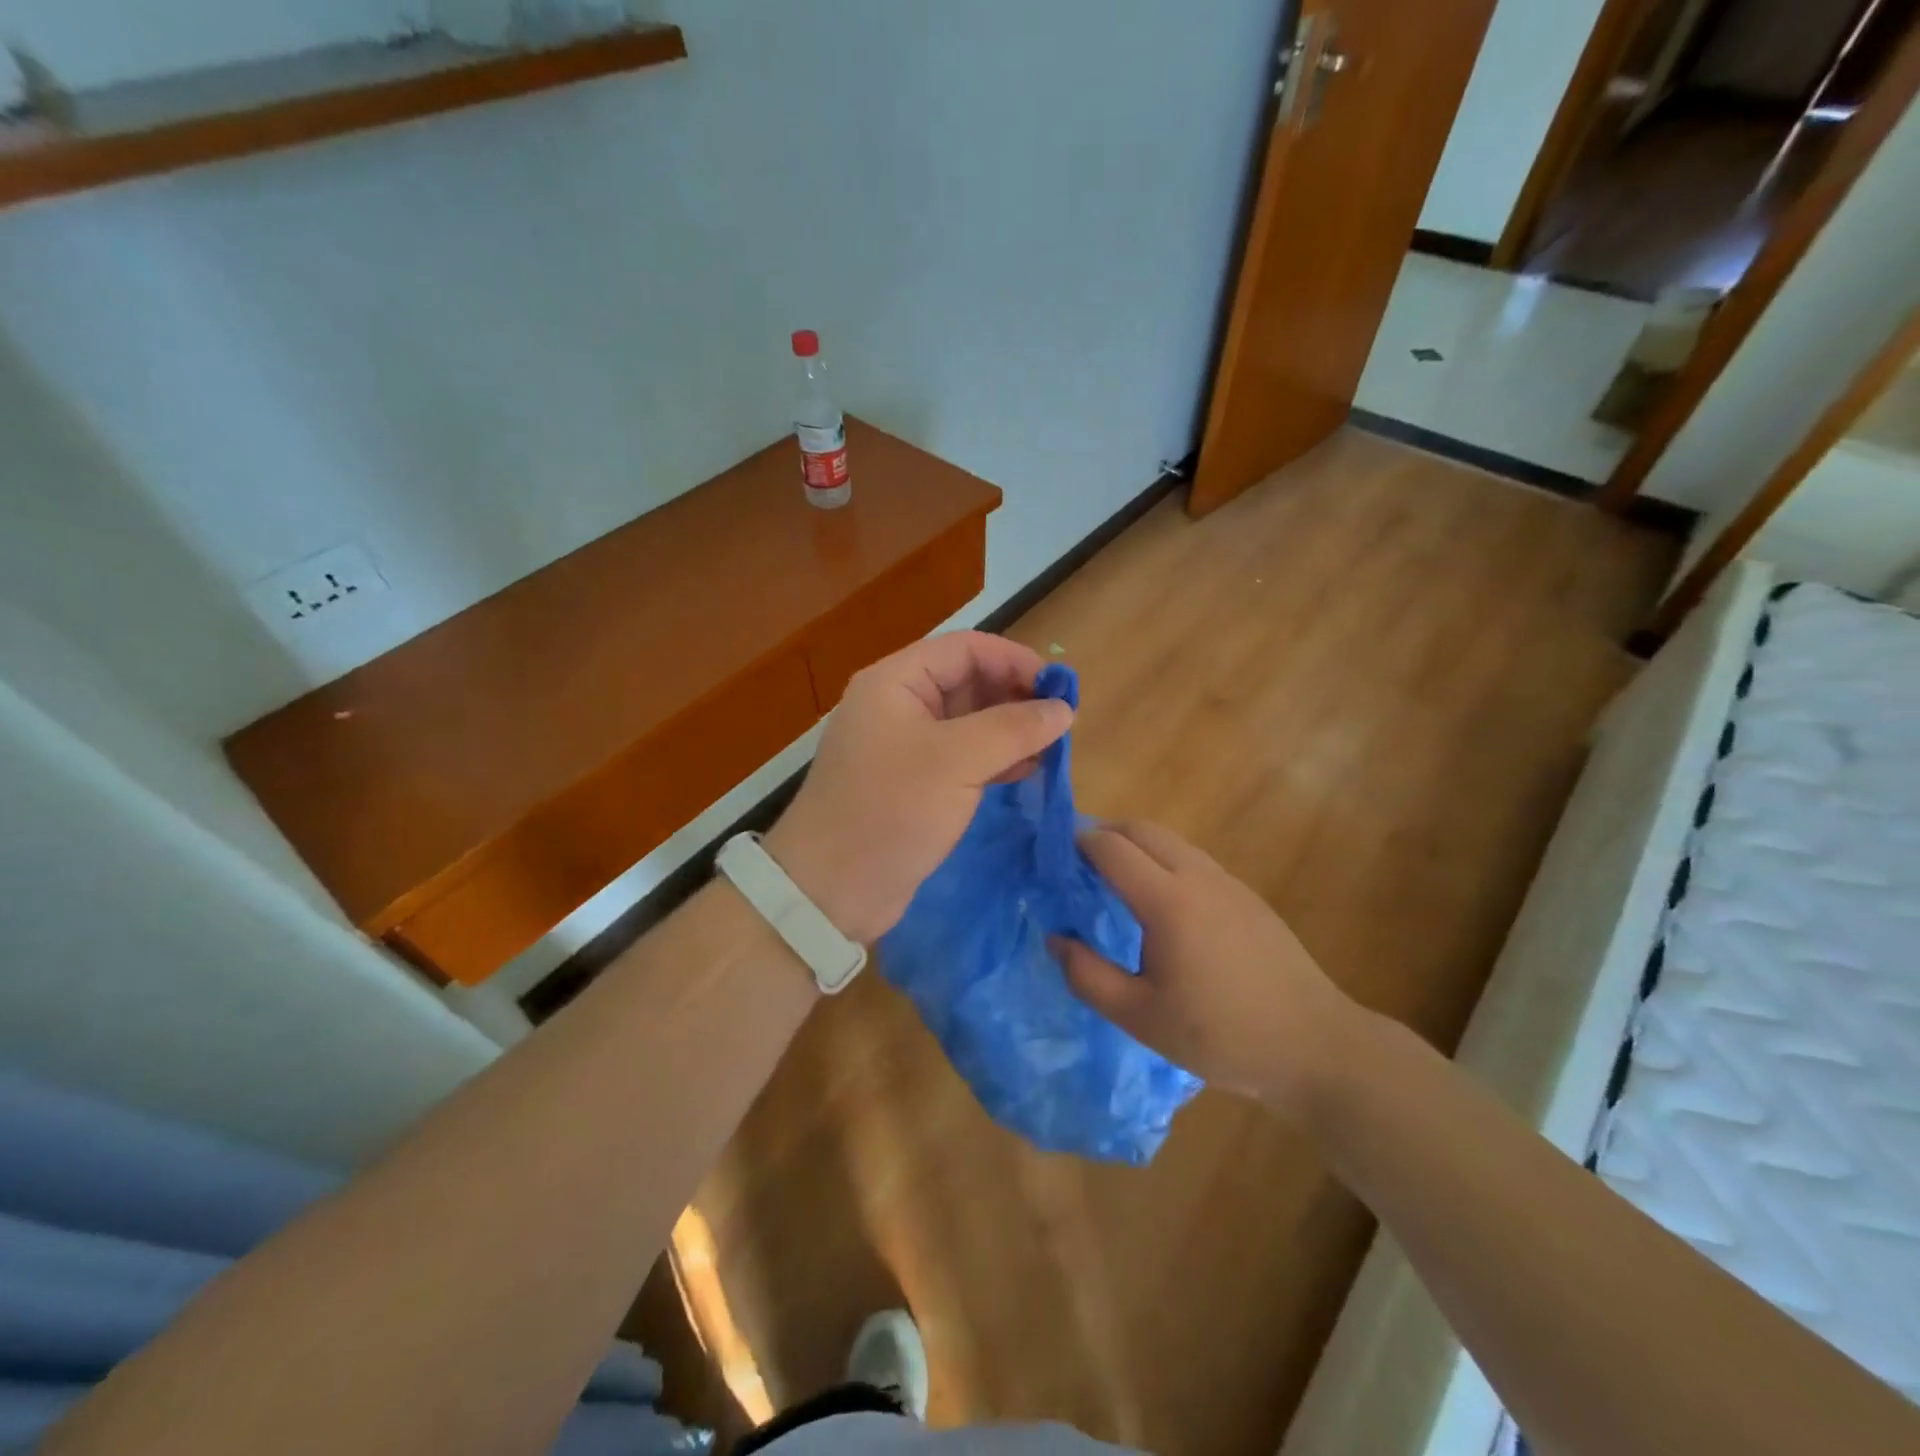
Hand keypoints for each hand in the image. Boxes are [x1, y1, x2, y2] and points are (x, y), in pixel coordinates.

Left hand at [764, 632, 1072, 945]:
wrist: (830, 890)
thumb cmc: (890, 810)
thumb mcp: (956, 761)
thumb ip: (1013, 729)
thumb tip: (1063, 709)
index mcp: (896, 682)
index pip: (966, 649)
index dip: (1015, 661)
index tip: (1060, 690)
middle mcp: (899, 705)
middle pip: (968, 682)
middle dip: (1015, 697)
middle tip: (1061, 723)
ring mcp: (905, 746)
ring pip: (969, 722)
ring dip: (1010, 731)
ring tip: (1052, 748)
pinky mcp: (914, 784)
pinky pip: (962, 757)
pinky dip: (995, 759)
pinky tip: (1027, 771)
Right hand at [1055, 821, 1366, 1117]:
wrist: (1315, 1045)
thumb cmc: (1221, 1036)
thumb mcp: (1140, 1017)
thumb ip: (1088, 976)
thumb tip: (1056, 939)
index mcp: (1168, 901)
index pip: (1111, 848)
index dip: (1078, 843)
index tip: (1053, 858)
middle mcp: (1198, 876)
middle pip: (1142, 829)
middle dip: (1105, 833)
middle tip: (1077, 864)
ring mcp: (1228, 883)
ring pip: (1171, 841)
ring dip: (1136, 846)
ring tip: (1114, 881)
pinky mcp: (1248, 896)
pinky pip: (1194, 860)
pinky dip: (1163, 861)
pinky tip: (1161, 906)